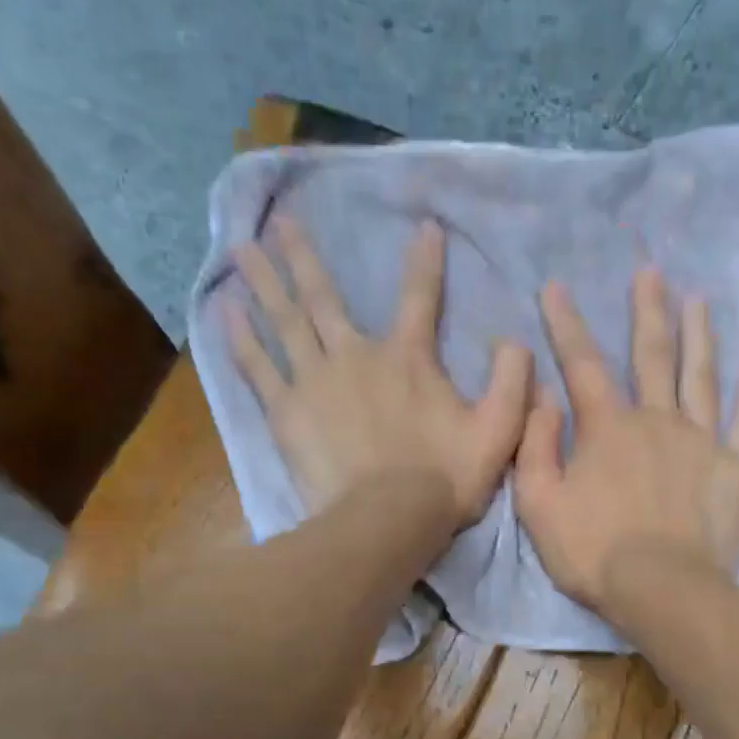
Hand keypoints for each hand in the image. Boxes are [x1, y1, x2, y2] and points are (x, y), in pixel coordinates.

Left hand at [222, 217, 532, 525]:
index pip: (420, 297)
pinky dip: (240, 337)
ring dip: (264, 281)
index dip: (426, 261)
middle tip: (281, 220)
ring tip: (240, 247)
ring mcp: (315, 381)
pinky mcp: (286, 412)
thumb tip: (515, 340)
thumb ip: (511, 381)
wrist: (388, 519)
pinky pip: (258, 366)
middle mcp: (356, 355)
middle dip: (304, 256)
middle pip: (324, 297)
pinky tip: (223, 310)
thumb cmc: (446, 478)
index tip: (425, 226)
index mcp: (408, 358)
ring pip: (285, 320)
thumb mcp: (499, 431)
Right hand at [515, 267, 738, 612]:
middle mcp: (657, 420)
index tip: (556, 287)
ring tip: (700, 302)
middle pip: (653, 355)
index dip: (566, 324)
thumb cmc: (594, 552)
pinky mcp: (734, 470)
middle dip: (648, 311)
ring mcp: (701, 442)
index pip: (583, 364)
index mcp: (608, 428)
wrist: (663, 590)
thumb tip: (543, 396)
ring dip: (700, 337)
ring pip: (702, 378)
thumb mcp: (540, 504)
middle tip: (651, 271)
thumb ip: (536, 446)